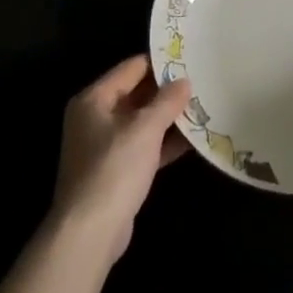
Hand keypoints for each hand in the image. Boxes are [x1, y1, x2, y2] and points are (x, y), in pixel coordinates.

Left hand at [51, 54, 192, 266]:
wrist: (89, 233)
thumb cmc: (114, 169)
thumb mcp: (145, 129)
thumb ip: (167, 102)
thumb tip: (184, 81)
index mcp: (94, 99)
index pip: (132, 68)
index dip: (161, 63)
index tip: (190, 60)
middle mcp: (95, 117)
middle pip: (137, 94)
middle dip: (167, 92)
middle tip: (202, 83)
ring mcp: (104, 146)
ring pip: (142, 122)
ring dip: (169, 118)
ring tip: (203, 108)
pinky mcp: (116, 171)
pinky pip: (144, 146)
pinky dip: (164, 143)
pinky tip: (193, 140)